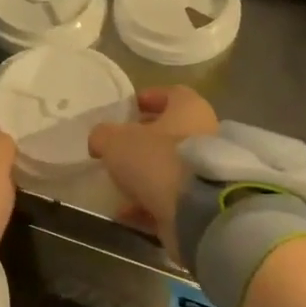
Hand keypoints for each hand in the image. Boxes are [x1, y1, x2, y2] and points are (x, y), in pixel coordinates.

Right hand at [88, 86, 218, 263]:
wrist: (196, 211)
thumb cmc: (157, 160)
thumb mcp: (116, 141)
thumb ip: (103, 135)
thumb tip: (100, 140)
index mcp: (189, 109)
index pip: (172, 94)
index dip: (150, 98)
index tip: (130, 108)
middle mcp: (205, 135)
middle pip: (171, 133)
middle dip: (144, 140)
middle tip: (119, 147)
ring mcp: (205, 171)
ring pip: (170, 168)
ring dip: (144, 175)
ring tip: (118, 183)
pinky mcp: (203, 202)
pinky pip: (171, 199)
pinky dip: (149, 204)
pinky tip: (125, 212)